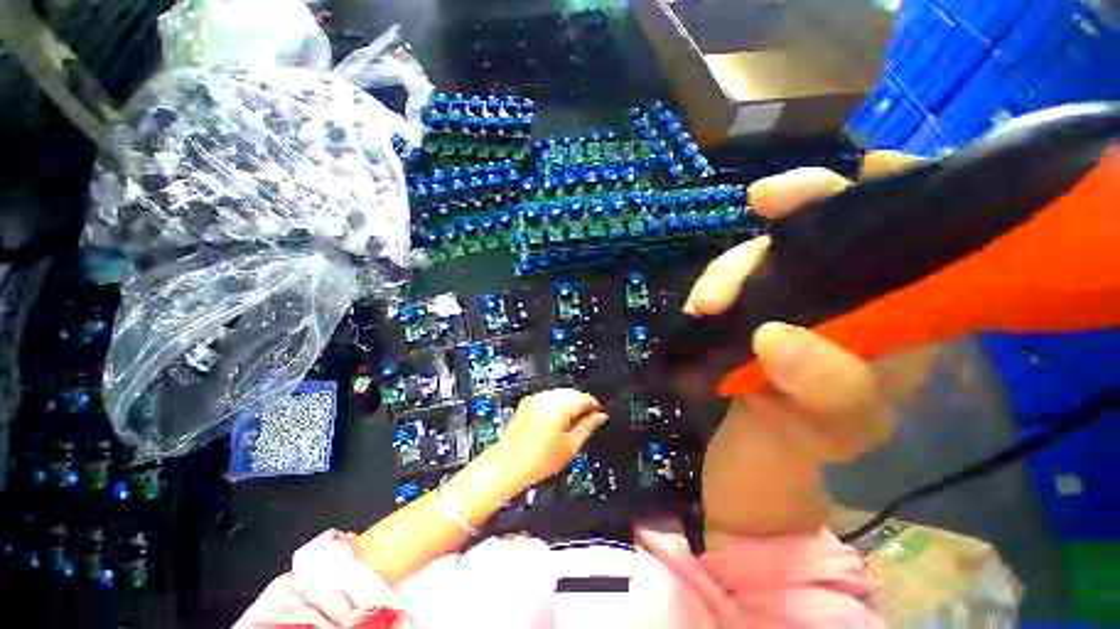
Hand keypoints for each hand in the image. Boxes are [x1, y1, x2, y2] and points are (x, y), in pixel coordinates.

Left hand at [491, 389, 607, 488]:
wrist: (507, 465)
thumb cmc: (540, 460)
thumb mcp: (571, 445)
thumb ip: (588, 427)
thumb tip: (601, 416)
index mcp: (560, 405)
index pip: (585, 397)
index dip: (594, 407)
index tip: (597, 418)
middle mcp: (547, 396)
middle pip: (572, 393)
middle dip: (580, 405)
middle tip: (584, 424)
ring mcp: (535, 398)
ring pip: (560, 394)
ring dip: (568, 405)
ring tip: (568, 426)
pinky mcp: (527, 403)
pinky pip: (547, 398)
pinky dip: (555, 406)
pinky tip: (554, 423)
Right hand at [692, 152, 926, 536]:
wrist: (762, 447)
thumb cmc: (819, 437)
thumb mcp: (843, 423)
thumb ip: (828, 386)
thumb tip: (772, 336)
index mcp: (900, 306)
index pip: (914, 229)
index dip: (902, 190)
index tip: (873, 170)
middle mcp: (847, 287)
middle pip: (828, 226)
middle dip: (799, 204)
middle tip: (764, 199)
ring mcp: (790, 293)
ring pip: (765, 253)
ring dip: (732, 267)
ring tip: (706, 303)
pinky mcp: (748, 304)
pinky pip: (730, 281)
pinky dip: (713, 287)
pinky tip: (699, 307)